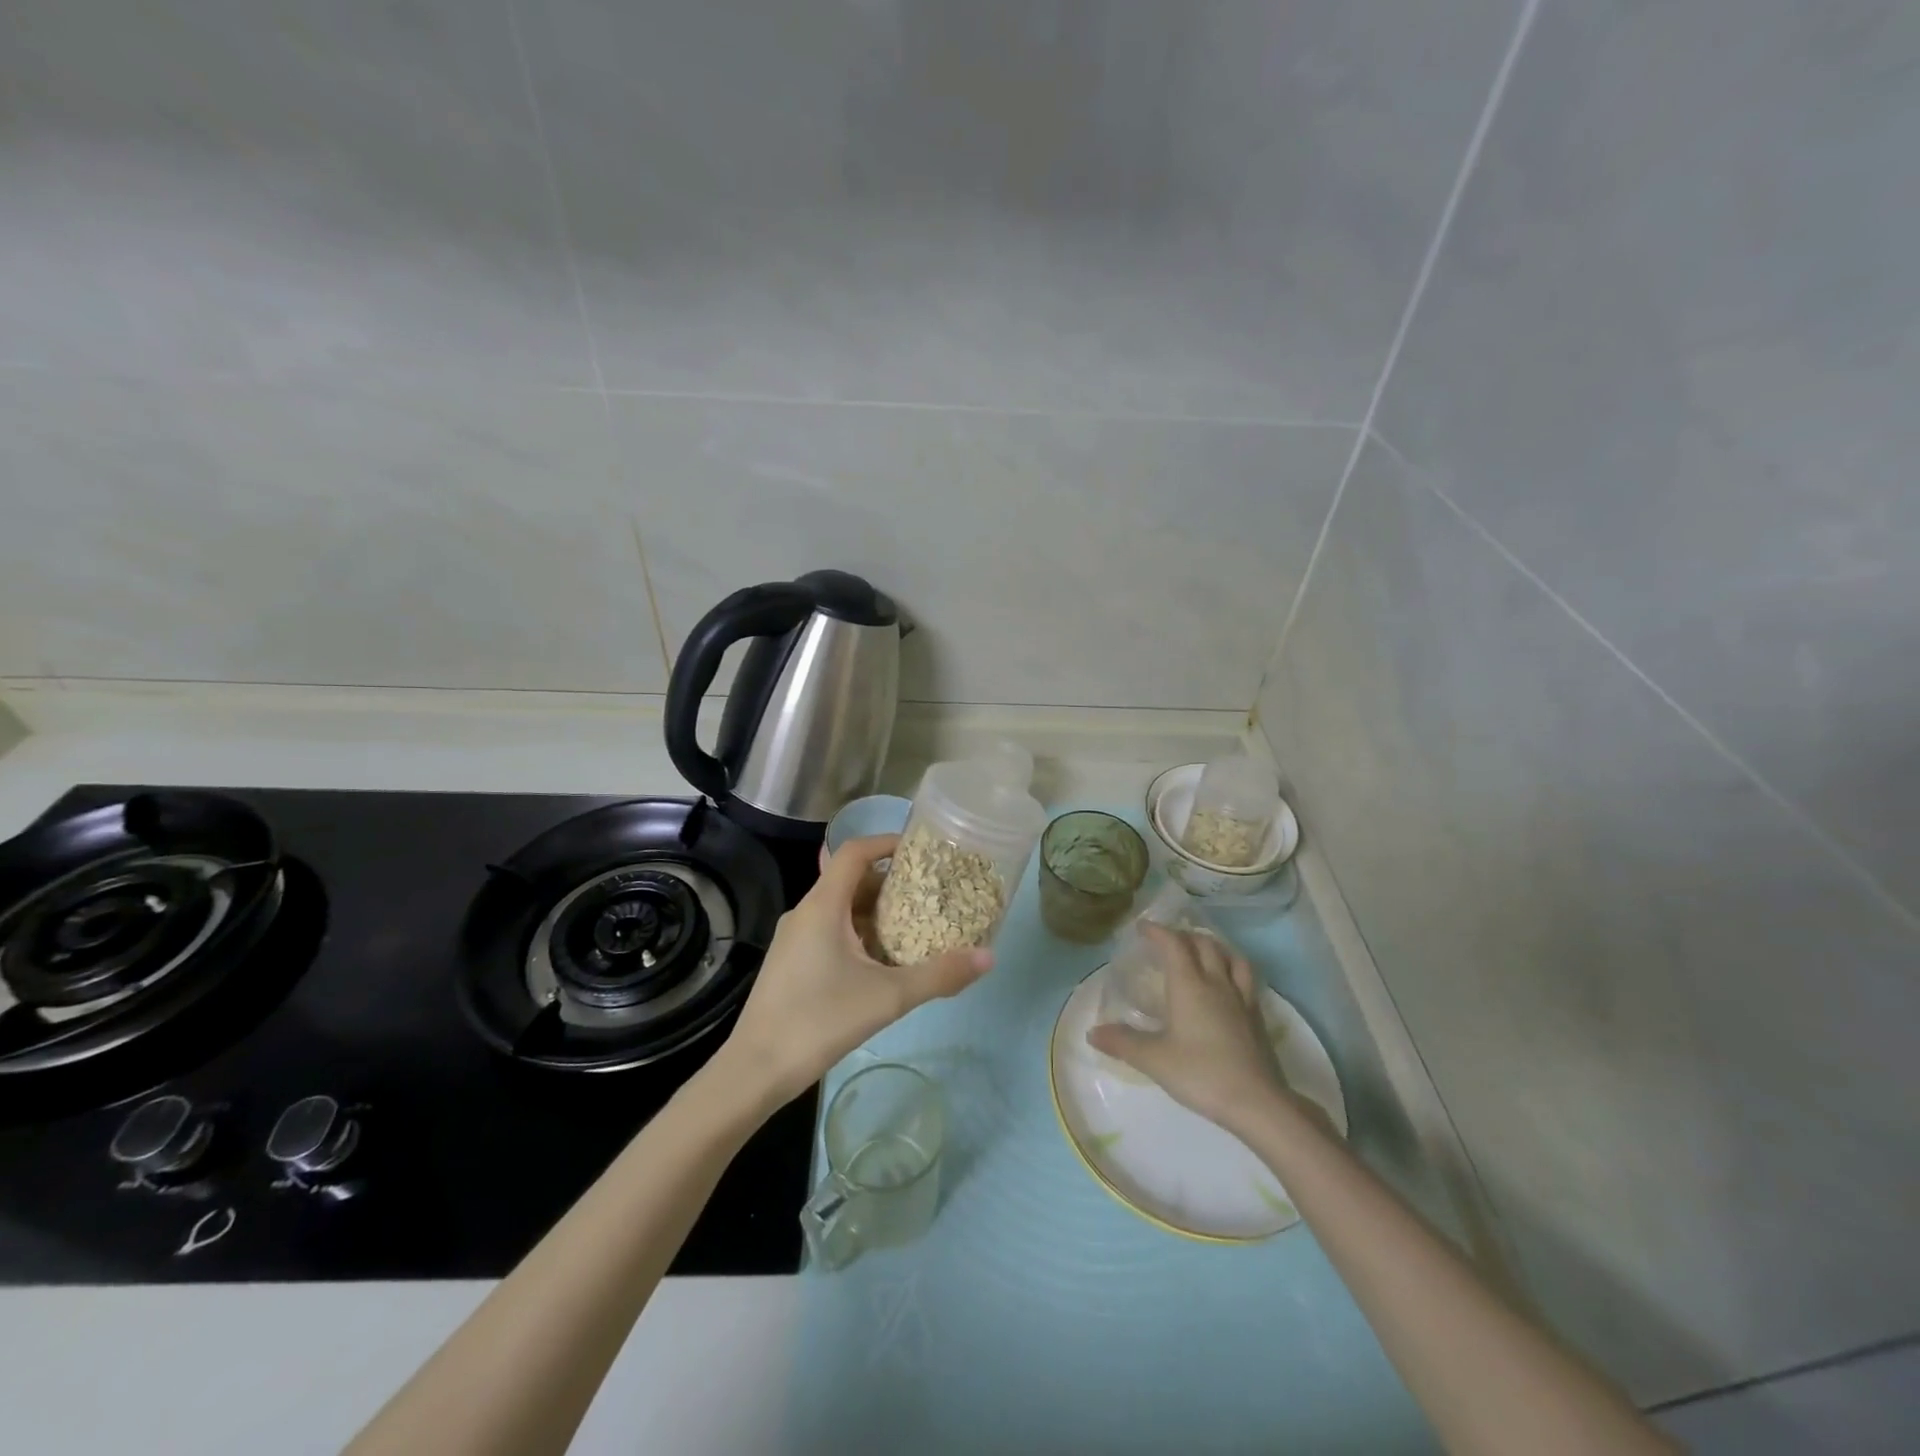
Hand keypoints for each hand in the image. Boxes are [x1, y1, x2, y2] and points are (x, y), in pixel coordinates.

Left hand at [723, 835, 990, 1103]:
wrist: (754, 1071)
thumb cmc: (819, 1021)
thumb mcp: (888, 997)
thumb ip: (939, 975)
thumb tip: (989, 956)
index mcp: (822, 906)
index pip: (854, 851)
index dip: (886, 842)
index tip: (921, 850)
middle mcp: (805, 912)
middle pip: (850, 879)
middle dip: (890, 882)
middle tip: (929, 893)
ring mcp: (794, 938)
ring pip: (840, 908)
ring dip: (875, 911)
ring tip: (914, 924)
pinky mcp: (790, 962)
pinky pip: (829, 930)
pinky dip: (858, 932)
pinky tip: (881, 960)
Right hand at [1086, 924, 1292, 1135]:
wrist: (1257, 1103)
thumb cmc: (1201, 1073)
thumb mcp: (1154, 1059)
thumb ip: (1122, 1042)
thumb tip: (1092, 1032)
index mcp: (1189, 985)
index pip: (1173, 944)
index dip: (1158, 931)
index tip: (1142, 928)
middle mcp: (1217, 983)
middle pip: (1204, 944)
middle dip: (1184, 935)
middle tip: (1168, 940)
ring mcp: (1241, 999)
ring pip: (1231, 957)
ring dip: (1214, 947)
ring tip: (1202, 952)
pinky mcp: (1257, 1017)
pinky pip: (1246, 979)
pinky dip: (1232, 969)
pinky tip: (1227, 985)